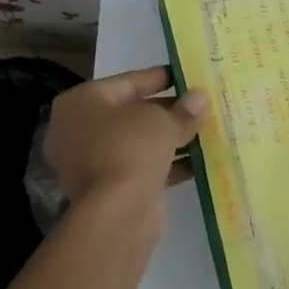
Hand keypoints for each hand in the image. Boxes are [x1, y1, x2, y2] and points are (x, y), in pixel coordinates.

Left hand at [44, 66, 207, 204]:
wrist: (117, 212)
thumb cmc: (131, 148)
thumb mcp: (161, 121)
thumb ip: (183, 110)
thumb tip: (200, 98)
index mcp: (82, 102)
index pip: (127, 81)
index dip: (160, 77)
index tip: (187, 76)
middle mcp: (80, 129)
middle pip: (132, 112)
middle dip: (169, 110)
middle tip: (202, 105)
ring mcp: (92, 161)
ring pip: (139, 142)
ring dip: (171, 138)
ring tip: (208, 131)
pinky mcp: (110, 188)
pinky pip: (142, 167)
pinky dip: (168, 163)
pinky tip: (201, 160)